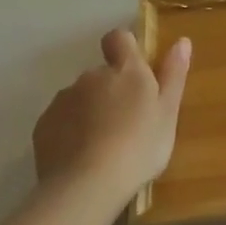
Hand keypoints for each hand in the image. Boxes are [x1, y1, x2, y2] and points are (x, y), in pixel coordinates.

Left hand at [33, 29, 191, 213]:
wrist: (86, 186)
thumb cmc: (139, 146)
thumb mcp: (168, 113)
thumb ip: (174, 74)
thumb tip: (182, 40)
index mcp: (125, 70)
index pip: (119, 38)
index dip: (125, 48)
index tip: (135, 71)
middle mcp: (91, 76)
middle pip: (101, 74)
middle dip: (111, 90)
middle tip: (127, 123)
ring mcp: (64, 99)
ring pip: (80, 97)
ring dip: (91, 111)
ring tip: (103, 145)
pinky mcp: (43, 125)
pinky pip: (61, 119)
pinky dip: (71, 131)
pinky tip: (82, 156)